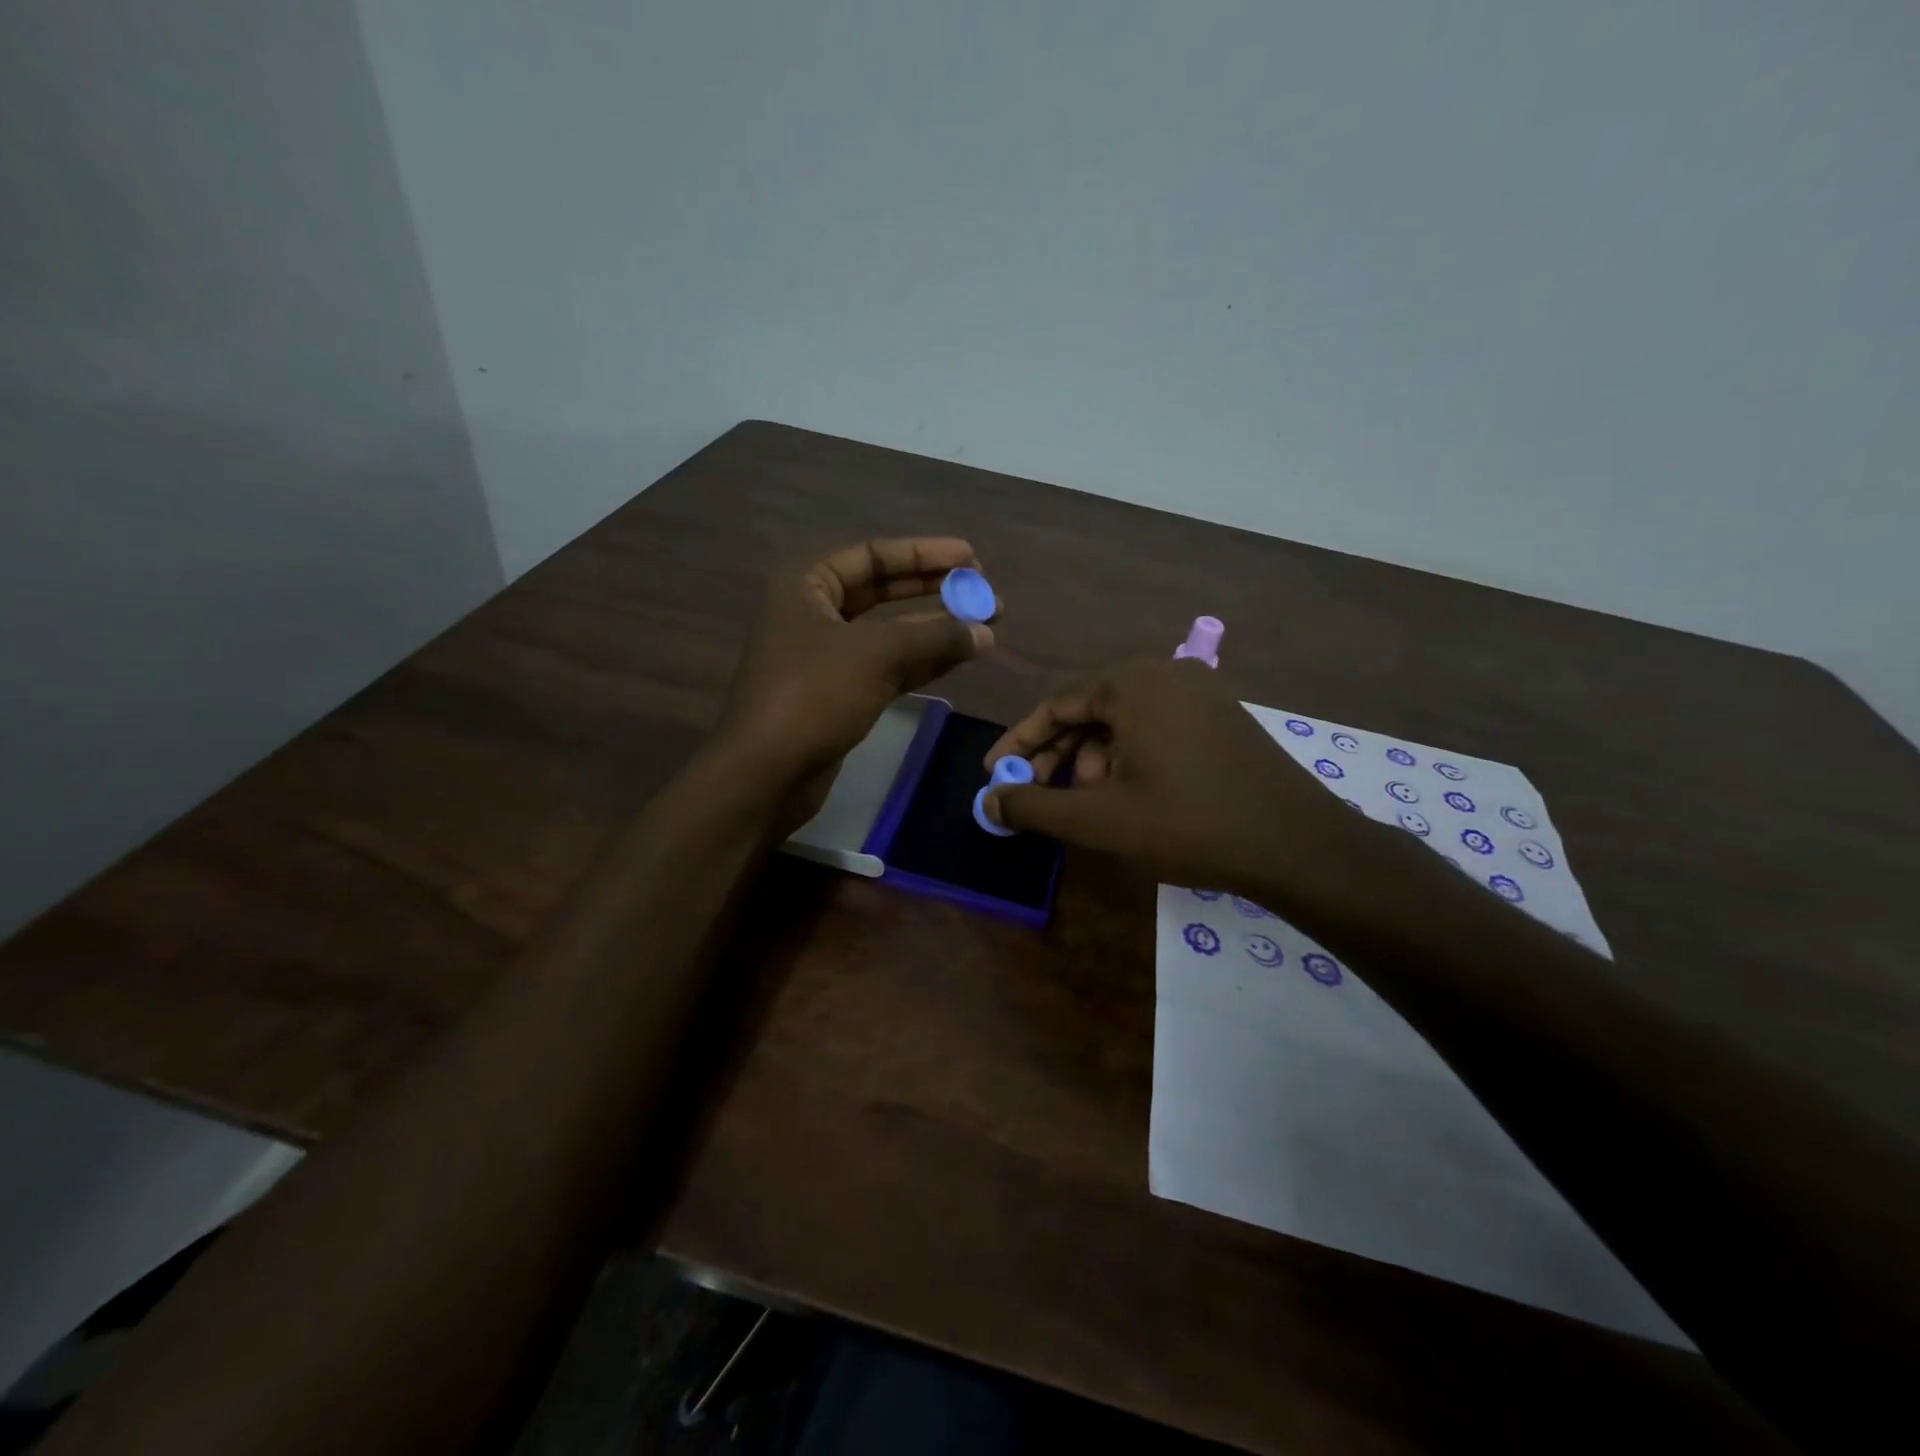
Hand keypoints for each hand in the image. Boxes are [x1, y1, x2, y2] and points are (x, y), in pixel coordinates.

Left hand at [717, 537, 993, 821]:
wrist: (767, 773)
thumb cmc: (813, 696)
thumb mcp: (876, 654)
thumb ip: (934, 636)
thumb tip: (986, 630)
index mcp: (806, 584)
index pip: (873, 555)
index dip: (925, 554)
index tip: (971, 558)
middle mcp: (814, 612)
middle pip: (883, 591)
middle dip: (934, 591)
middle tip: (982, 591)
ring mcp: (827, 656)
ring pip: (889, 633)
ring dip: (935, 629)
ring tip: (985, 625)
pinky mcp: (840, 694)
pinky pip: (888, 667)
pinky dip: (923, 662)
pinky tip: (960, 657)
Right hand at [982, 658, 1382, 907]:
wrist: (1296, 845)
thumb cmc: (1188, 823)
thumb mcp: (1099, 818)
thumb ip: (1035, 805)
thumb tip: (989, 799)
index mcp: (1132, 682)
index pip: (1055, 706)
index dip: (1019, 744)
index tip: (994, 775)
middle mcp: (1164, 673)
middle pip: (1089, 712)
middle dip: (1059, 758)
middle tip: (1039, 798)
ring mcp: (1199, 692)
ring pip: (1123, 723)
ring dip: (1094, 763)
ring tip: (1090, 807)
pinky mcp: (1220, 716)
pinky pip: (1156, 729)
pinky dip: (1130, 759)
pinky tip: (1128, 797)